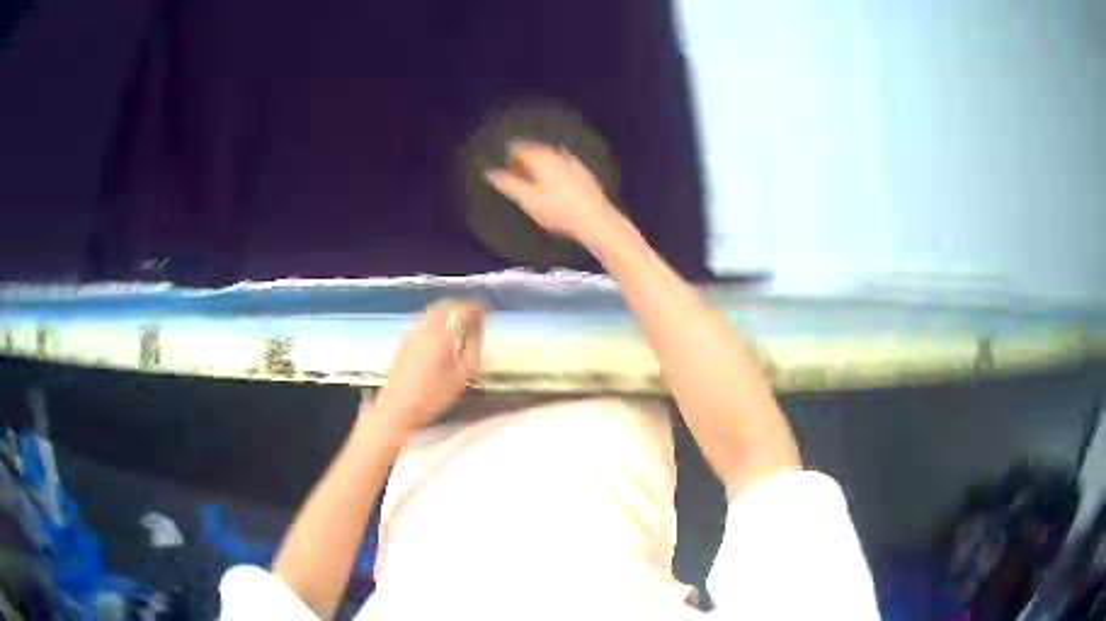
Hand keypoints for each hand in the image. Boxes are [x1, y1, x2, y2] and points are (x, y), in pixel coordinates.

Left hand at [369, 299, 485, 432]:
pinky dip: (434, 322)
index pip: (462, 309)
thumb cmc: (432, 396)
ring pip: (431, 312)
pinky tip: (439, 335)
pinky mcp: (402, 341)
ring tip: (457, 323)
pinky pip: (422, 322)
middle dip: (460, 307)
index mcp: (441, 333)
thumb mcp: (461, 377)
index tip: (486, 311)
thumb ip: (473, 350)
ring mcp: (411, 332)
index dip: (476, 308)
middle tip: (473, 314)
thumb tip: (479, 333)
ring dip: (446, 312)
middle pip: (444, 306)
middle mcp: (425, 327)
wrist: (397, 407)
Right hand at [483, 141, 617, 242]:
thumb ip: (508, 184)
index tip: (499, 161)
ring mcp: (572, 161)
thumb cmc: (558, 211)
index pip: (518, 147)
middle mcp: (557, 154)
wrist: (596, 220)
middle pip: (534, 148)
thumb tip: (490, 171)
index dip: (506, 153)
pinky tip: (551, 178)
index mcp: (541, 157)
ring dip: (537, 161)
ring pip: (549, 155)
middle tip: (512, 166)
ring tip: (529, 173)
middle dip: (522, 156)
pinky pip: (561, 163)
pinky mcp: (583, 172)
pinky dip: (552, 167)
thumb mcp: (528, 200)